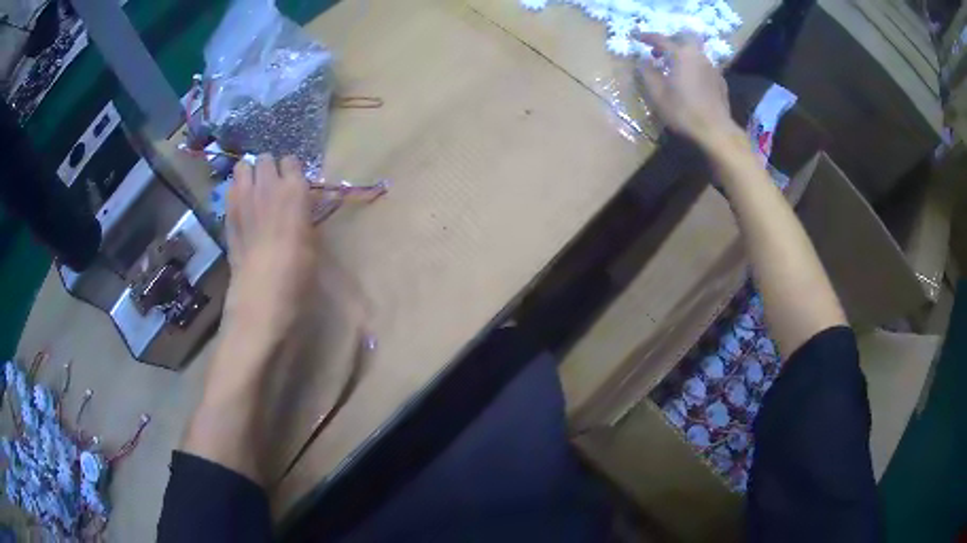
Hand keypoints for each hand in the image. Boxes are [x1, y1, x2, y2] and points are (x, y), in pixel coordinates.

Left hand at [222, 154, 318, 351]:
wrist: (261, 295)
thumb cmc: (297, 273)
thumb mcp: (313, 242)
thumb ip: (304, 216)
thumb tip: (300, 209)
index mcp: (294, 190)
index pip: (291, 161)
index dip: (292, 172)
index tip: (294, 185)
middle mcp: (267, 185)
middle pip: (265, 158)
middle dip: (269, 168)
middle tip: (273, 187)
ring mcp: (242, 198)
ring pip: (242, 166)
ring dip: (249, 174)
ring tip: (254, 191)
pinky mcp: (227, 214)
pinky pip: (230, 190)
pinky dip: (236, 193)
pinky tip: (241, 209)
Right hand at [636, 32, 737, 148]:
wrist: (716, 131)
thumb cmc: (684, 112)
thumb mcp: (658, 95)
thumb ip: (648, 73)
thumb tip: (642, 61)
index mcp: (681, 55)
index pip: (661, 39)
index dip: (647, 37)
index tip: (636, 37)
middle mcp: (698, 56)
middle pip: (685, 37)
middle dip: (671, 39)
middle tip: (660, 50)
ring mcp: (712, 67)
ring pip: (696, 51)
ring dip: (683, 54)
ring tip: (674, 67)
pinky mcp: (720, 81)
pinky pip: (704, 66)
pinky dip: (694, 66)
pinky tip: (690, 80)